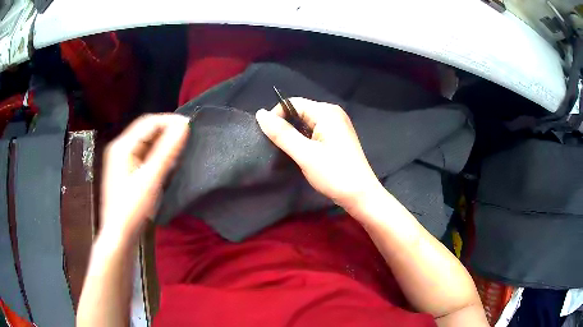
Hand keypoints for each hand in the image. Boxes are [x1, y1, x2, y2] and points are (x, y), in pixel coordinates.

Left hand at [100, 114, 189, 242]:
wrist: (119, 234)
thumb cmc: (132, 208)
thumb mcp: (151, 179)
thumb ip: (167, 151)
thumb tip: (184, 126)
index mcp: (122, 146)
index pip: (148, 122)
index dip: (169, 121)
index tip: (190, 126)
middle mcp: (119, 147)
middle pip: (145, 130)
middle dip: (166, 130)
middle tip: (187, 137)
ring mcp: (121, 158)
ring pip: (145, 142)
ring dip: (162, 142)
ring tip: (180, 147)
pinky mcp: (125, 169)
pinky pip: (143, 153)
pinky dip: (156, 153)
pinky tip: (167, 161)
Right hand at [256, 98, 380, 211]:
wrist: (360, 195)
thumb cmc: (334, 174)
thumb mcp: (305, 154)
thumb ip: (282, 133)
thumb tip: (260, 113)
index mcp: (326, 112)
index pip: (293, 103)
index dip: (277, 116)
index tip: (269, 137)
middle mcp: (333, 113)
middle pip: (300, 112)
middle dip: (286, 127)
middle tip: (279, 148)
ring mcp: (337, 125)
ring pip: (306, 123)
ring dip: (295, 135)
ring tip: (291, 152)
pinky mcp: (338, 137)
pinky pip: (315, 131)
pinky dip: (305, 140)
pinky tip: (304, 154)